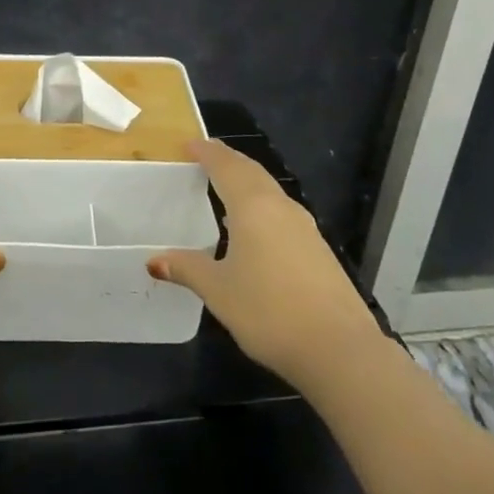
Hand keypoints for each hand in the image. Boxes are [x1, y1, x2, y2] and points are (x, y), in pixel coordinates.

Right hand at [148, 139, 380, 390]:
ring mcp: (304, 227)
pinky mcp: (318, 249)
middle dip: (228, 160)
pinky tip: (254, 226)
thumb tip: (154, 261)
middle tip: (205, 156)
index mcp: (253, 207)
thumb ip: (187, 268)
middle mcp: (280, 207)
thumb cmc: (269, 311)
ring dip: (247, 181)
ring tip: (226, 186)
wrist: (340, 349)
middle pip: (251, 171)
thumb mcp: (219, 291)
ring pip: (270, 190)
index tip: (188, 144)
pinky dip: (262, 204)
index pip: (226, 166)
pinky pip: (282, 211)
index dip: (206, 152)